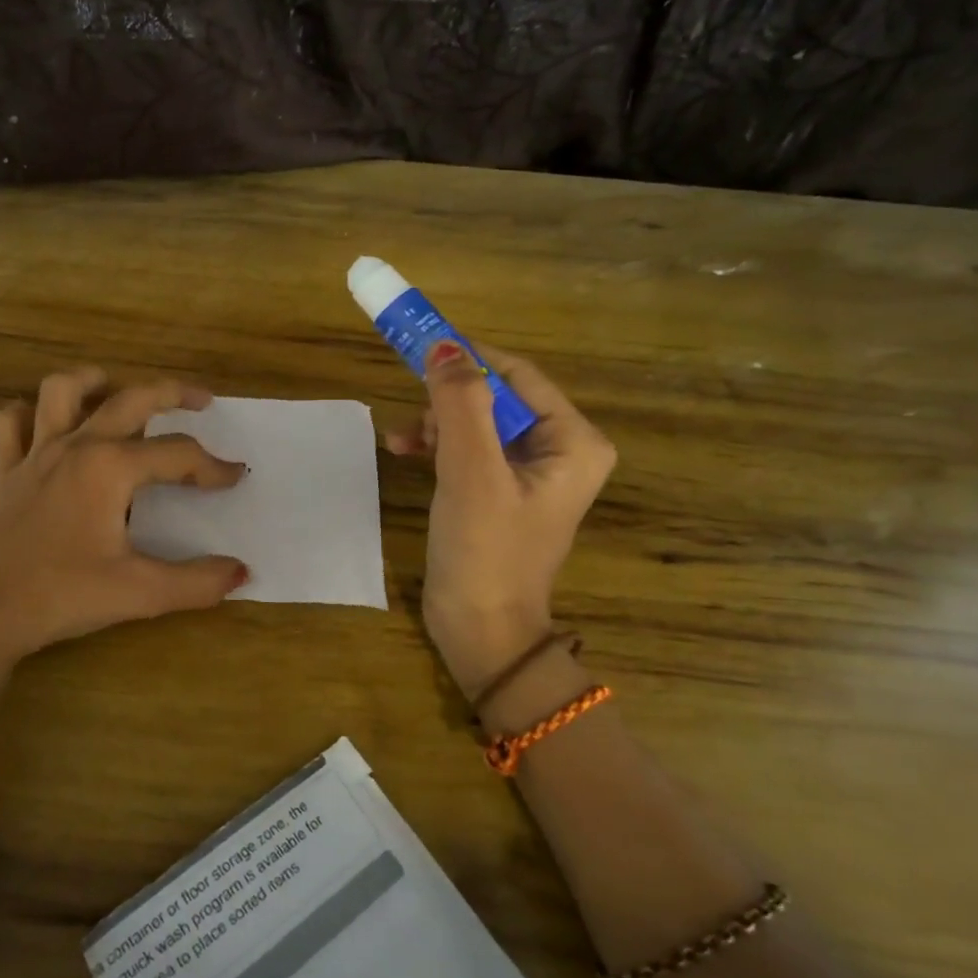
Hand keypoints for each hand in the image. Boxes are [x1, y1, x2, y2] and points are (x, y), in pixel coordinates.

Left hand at [0, 366, 248, 663]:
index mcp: (111, 468)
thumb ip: (196, 582)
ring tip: (113, 387)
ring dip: (90, 382)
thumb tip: (241, 572)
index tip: (236, 477)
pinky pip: (9, 426)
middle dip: (171, 393)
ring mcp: (34, 455)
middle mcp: (75, 447)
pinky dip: (26, 416)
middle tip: (200, 400)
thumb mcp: (139, 593)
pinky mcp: (5, 473)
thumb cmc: (62, 595)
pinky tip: (42, 425)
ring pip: (59, 391)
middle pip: (130, 400)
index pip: (177, 455)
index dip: (212, 466)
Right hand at [387, 342, 615, 695]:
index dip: (468, 358)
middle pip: (495, 397)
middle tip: (414, 416)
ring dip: (437, 424)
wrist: (480, 632)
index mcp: (574, 441)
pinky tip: (404, 451)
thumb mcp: (471, 470)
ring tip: (407, 443)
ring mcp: (528, 473)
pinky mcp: (499, 492)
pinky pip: (467, 449)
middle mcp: (559, 450)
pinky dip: (436, 446)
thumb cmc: (485, 550)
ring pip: (475, 421)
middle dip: (448, 402)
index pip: (517, 375)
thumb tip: (443, 345)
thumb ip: (459, 403)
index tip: (418, 348)